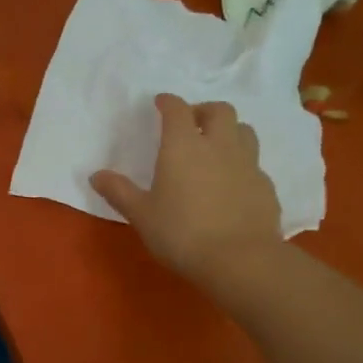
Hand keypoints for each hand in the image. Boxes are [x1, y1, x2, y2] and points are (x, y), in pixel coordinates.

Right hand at [90, 94, 281, 303]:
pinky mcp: (265, 186)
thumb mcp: (142, 215)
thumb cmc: (182, 234)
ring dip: (229, 132)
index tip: (161, 103)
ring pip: (244, 131)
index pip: (177, 110)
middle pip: (219, 111)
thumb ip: (119, 192)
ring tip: (215, 148)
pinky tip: (232, 184)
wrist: (239, 260)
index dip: (168, 102)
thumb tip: (97, 175)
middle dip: (203, 111)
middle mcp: (219, 145)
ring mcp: (248, 164)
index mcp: (183, 146)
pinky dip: (242, 164)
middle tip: (191, 124)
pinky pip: (254, 164)